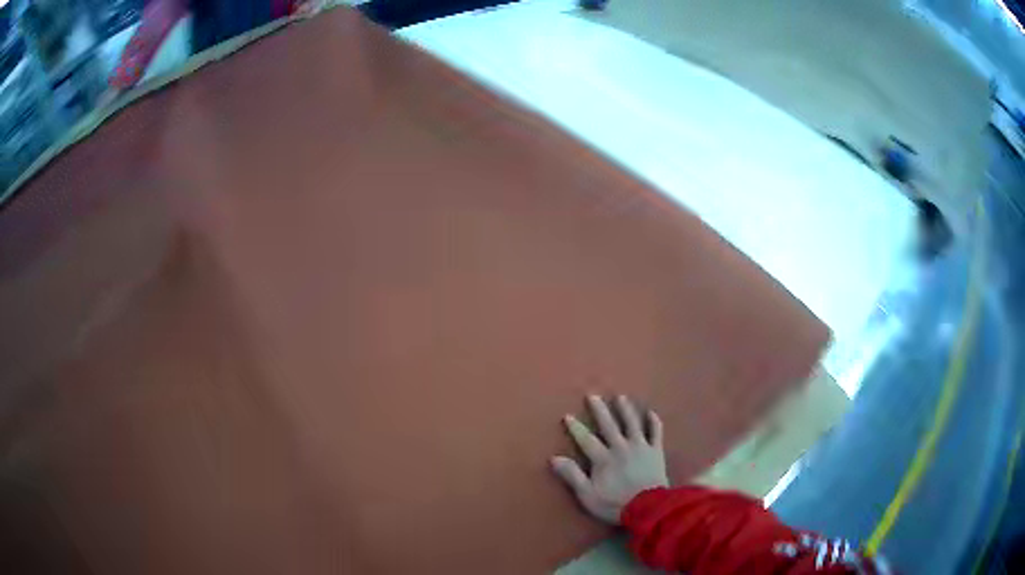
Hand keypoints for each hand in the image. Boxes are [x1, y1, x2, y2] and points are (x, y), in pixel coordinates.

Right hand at [551, 395, 667, 523]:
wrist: (648, 508)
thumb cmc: (615, 504)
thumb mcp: (588, 495)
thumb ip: (572, 475)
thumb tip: (554, 458)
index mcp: (603, 459)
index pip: (587, 440)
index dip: (576, 428)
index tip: (568, 415)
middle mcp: (621, 448)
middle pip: (609, 426)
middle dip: (600, 411)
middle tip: (593, 395)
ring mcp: (640, 447)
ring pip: (632, 424)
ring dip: (626, 410)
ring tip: (620, 397)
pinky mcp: (656, 451)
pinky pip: (656, 433)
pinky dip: (654, 422)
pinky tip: (651, 412)